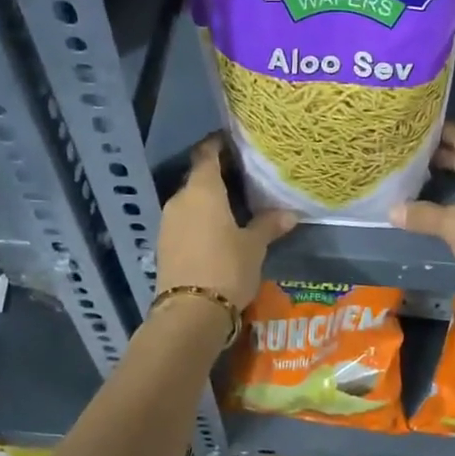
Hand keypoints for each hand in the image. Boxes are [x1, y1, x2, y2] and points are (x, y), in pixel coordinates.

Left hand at [156, 136, 297, 308]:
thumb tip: (289, 213)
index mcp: (202, 190)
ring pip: (191, 200)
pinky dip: (200, 218)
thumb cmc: (227, 268)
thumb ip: (269, 225)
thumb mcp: (254, 246)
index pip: (206, 154)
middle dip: (219, 174)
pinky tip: (219, 228)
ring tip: (235, 203)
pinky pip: (185, 220)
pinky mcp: (165, 244)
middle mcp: (180, 199)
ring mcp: (168, 222)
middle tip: (245, 176)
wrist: (190, 313)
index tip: (235, 142)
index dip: (219, 144)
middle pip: (198, 177)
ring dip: (209, 199)